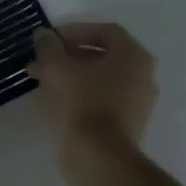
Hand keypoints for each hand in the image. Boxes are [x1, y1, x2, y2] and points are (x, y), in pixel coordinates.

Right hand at [29, 22, 158, 156]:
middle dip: (70, 54)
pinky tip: (56, 99)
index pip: (105, 31)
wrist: (98, 154)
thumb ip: (48, 46)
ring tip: (43, 80)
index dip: (75, 31)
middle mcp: (142, 74)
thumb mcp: (56, 67)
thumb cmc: (80, 102)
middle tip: (43, 60)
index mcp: (133, 55)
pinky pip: (103, 98)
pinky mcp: (128, 122)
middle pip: (104, 55)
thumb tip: (44, 34)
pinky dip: (81, 93)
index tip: (50, 40)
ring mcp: (138, 100)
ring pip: (102, 78)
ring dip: (73, 74)